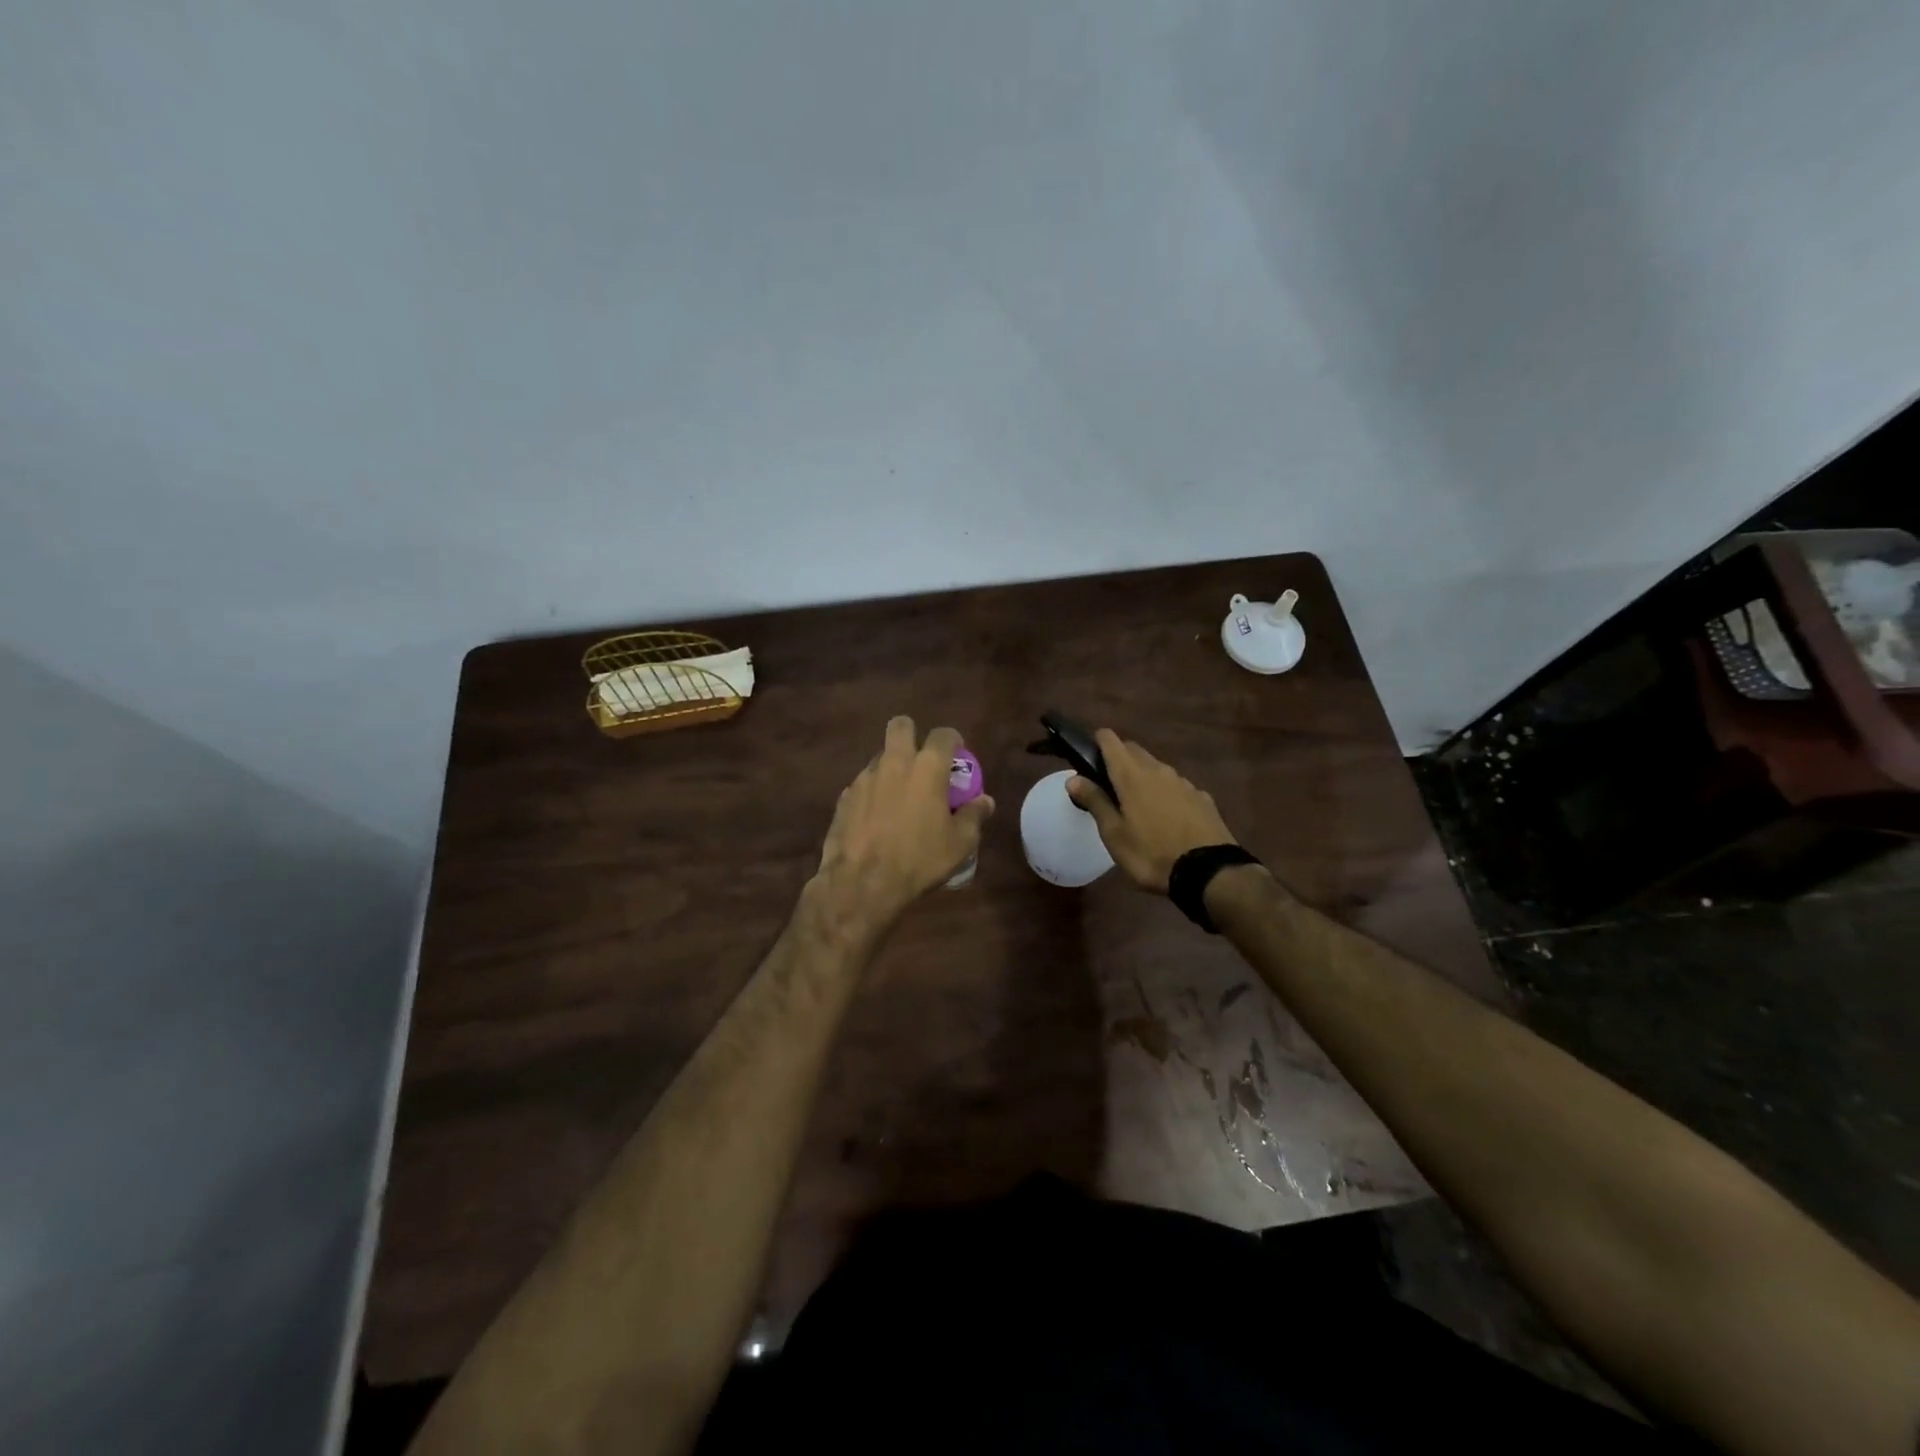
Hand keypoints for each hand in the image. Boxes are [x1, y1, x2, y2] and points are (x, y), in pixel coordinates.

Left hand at [814, 716, 994, 930]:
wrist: (862, 882)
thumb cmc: (919, 859)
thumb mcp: (959, 844)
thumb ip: (974, 816)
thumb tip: (984, 801)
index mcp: (927, 768)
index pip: (943, 734)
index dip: (953, 740)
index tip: (957, 755)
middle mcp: (894, 763)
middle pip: (901, 726)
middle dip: (912, 734)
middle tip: (921, 760)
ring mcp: (865, 778)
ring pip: (880, 756)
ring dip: (892, 767)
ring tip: (900, 797)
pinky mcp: (844, 797)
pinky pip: (863, 784)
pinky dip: (873, 793)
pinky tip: (878, 818)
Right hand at [1067, 729, 1236, 893]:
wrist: (1209, 873)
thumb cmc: (1151, 854)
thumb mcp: (1114, 835)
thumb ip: (1095, 802)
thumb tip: (1073, 778)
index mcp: (1132, 775)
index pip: (1110, 740)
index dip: (1097, 742)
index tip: (1088, 756)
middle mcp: (1158, 770)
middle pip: (1134, 750)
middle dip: (1119, 759)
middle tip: (1108, 785)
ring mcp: (1184, 782)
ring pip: (1157, 768)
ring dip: (1144, 776)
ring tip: (1137, 805)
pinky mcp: (1202, 797)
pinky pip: (1177, 786)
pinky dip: (1166, 793)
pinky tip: (1167, 817)